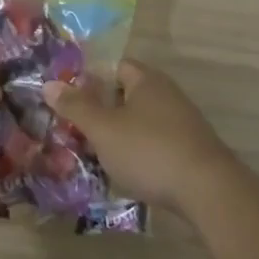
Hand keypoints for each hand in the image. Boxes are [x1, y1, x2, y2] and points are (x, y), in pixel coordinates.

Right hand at [43, 60, 238, 212]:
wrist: (208, 192)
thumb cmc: (149, 150)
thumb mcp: (103, 129)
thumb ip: (76, 107)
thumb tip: (49, 84)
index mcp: (147, 80)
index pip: (114, 66)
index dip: (89, 78)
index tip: (68, 98)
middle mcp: (167, 95)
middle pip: (127, 94)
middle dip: (101, 109)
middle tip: (75, 127)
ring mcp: (182, 123)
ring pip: (140, 121)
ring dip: (118, 134)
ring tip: (94, 152)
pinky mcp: (190, 151)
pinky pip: (154, 143)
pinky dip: (137, 152)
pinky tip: (125, 171)